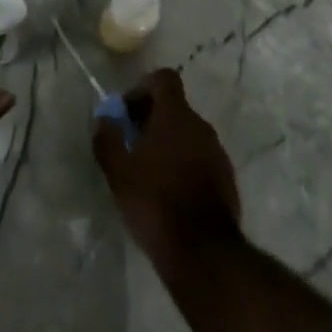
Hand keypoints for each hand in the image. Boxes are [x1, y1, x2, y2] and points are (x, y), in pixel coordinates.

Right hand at [93, 68, 241, 270]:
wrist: (203, 253)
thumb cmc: (155, 202)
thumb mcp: (118, 171)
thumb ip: (107, 138)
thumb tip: (104, 119)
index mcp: (176, 115)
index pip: (164, 78)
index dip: (143, 88)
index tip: (126, 112)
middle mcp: (201, 126)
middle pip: (175, 107)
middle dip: (150, 118)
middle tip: (130, 144)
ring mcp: (218, 153)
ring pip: (188, 134)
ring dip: (167, 142)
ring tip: (146, 171)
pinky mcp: (227, 179)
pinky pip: (200, 158)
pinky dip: (183, 163)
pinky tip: (168, 192)